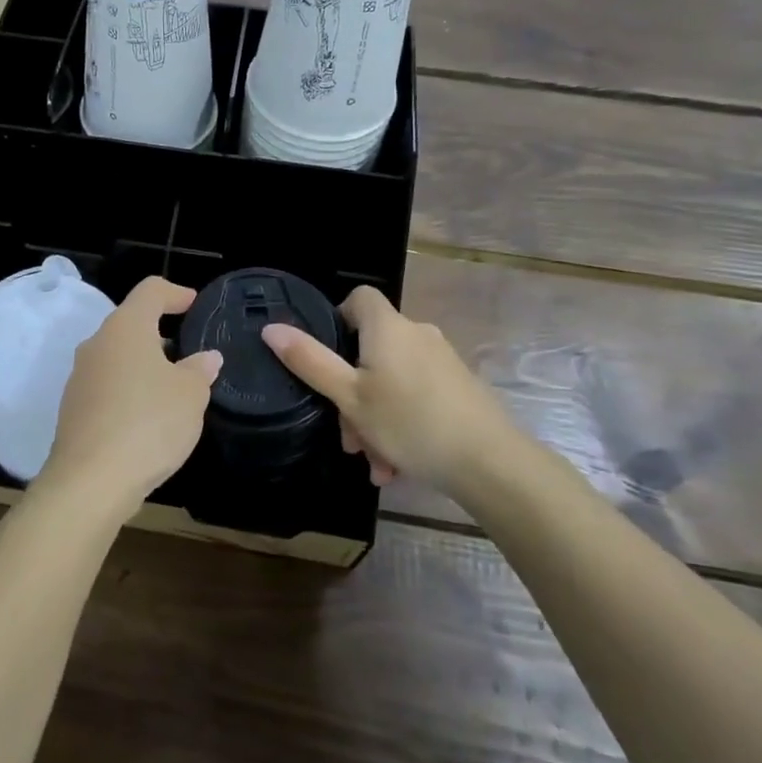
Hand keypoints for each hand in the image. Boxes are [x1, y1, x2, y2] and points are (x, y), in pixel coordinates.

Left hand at [37, 276, 221, 515]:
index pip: (150, 290)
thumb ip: (199, 370)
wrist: (90, 482)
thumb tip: (205, 358)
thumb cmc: (148, 423)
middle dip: (160, 334)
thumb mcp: (190, 395)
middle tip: (188, 353)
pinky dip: (129, 391)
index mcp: (125, 328)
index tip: (194, 304)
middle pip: (130, 323)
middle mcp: (97, 344)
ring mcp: (80, 377)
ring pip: (117, 357)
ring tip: (173, 389)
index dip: (175, 293)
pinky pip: (107, 386)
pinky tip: (148, 418)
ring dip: (144, 365)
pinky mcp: (73, 408)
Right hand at [261, 286, 516, 492]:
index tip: (327, 355)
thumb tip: (271, 328)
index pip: (360, 297)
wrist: (490, 462)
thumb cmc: (410, 423)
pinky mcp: (459, 386)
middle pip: (372, 349)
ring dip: (375, 418)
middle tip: (348, 437)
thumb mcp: (349, 397)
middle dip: (353, 393)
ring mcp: (442, 360)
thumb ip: (309, 361)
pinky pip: (416, 395)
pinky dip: (401, 422)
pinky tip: (397, 465)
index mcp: (388, 328)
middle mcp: (417, 334)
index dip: (338, 318)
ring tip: (374, 463)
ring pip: (392, 381)